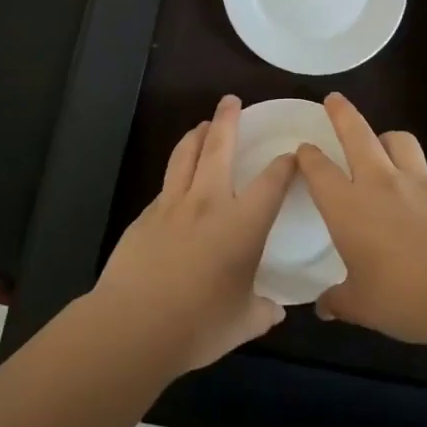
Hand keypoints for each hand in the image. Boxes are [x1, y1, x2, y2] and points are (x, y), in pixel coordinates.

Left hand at [93, 96, 293, 374]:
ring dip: (197, 135)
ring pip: (185, 155)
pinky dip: (176, 172)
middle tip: (231, 101)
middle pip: (219, 147)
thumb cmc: (199, 324)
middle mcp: (209, 202)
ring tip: (203, 125)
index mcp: (242, 223)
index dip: (285, 164)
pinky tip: (177, 179)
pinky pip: (166, 184)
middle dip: (228, 120)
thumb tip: (274, 310)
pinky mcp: (145, 216)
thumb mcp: (242, 322)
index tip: (292, 155)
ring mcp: (172, 205)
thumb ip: (262, 311)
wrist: (134, 325)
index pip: (272, 181)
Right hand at [295, 93, 426, 345]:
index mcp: (347, 206)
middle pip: (357, 133)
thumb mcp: (362, 306)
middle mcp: (378, 182)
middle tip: (334, 99)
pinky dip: (417, 172)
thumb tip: (324, 308)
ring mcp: (417, 181)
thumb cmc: (402, 296)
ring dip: (385, 137)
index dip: (308, 156)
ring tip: (383, 143)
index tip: (303, 148)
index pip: (319, 169)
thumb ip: (339, 301)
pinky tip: (421, 194)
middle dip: (342, 113)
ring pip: (398, 140)